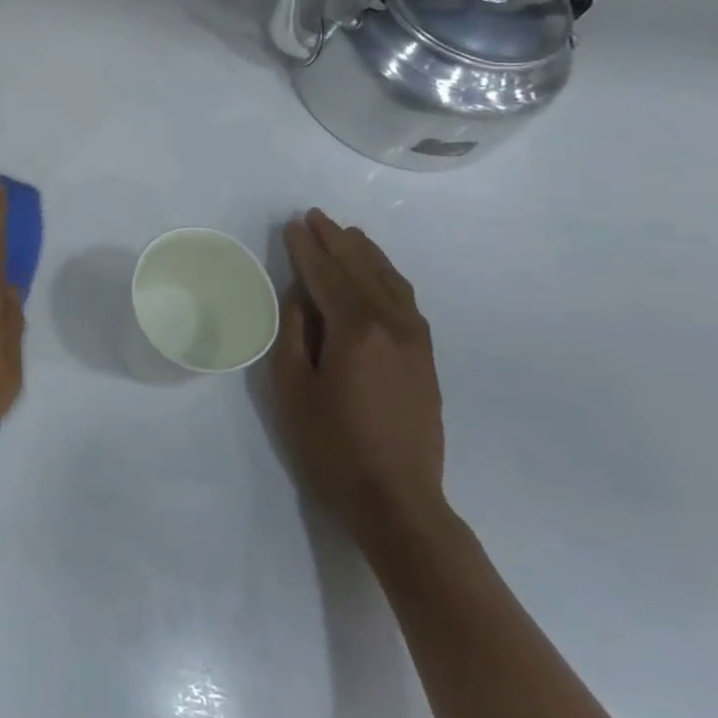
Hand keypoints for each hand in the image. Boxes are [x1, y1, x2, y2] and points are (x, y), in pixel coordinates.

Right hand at [270, 209, 445, 546]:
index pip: (326, 275)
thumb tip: (298, 294)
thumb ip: (293, 332)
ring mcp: (416, 342)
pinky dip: (389, 278)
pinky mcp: (426, 360)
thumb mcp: (291, 386)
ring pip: (391, 282)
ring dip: (367, 254)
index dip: (306, 248)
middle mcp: (392, 325)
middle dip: (336, 241)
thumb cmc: (330, 444)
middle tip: (315, 217)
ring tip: (347, 234)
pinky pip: (407, 302)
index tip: (292, 224)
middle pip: (361, 270)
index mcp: (355, 330)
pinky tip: (379, 274)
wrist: (396, 500)